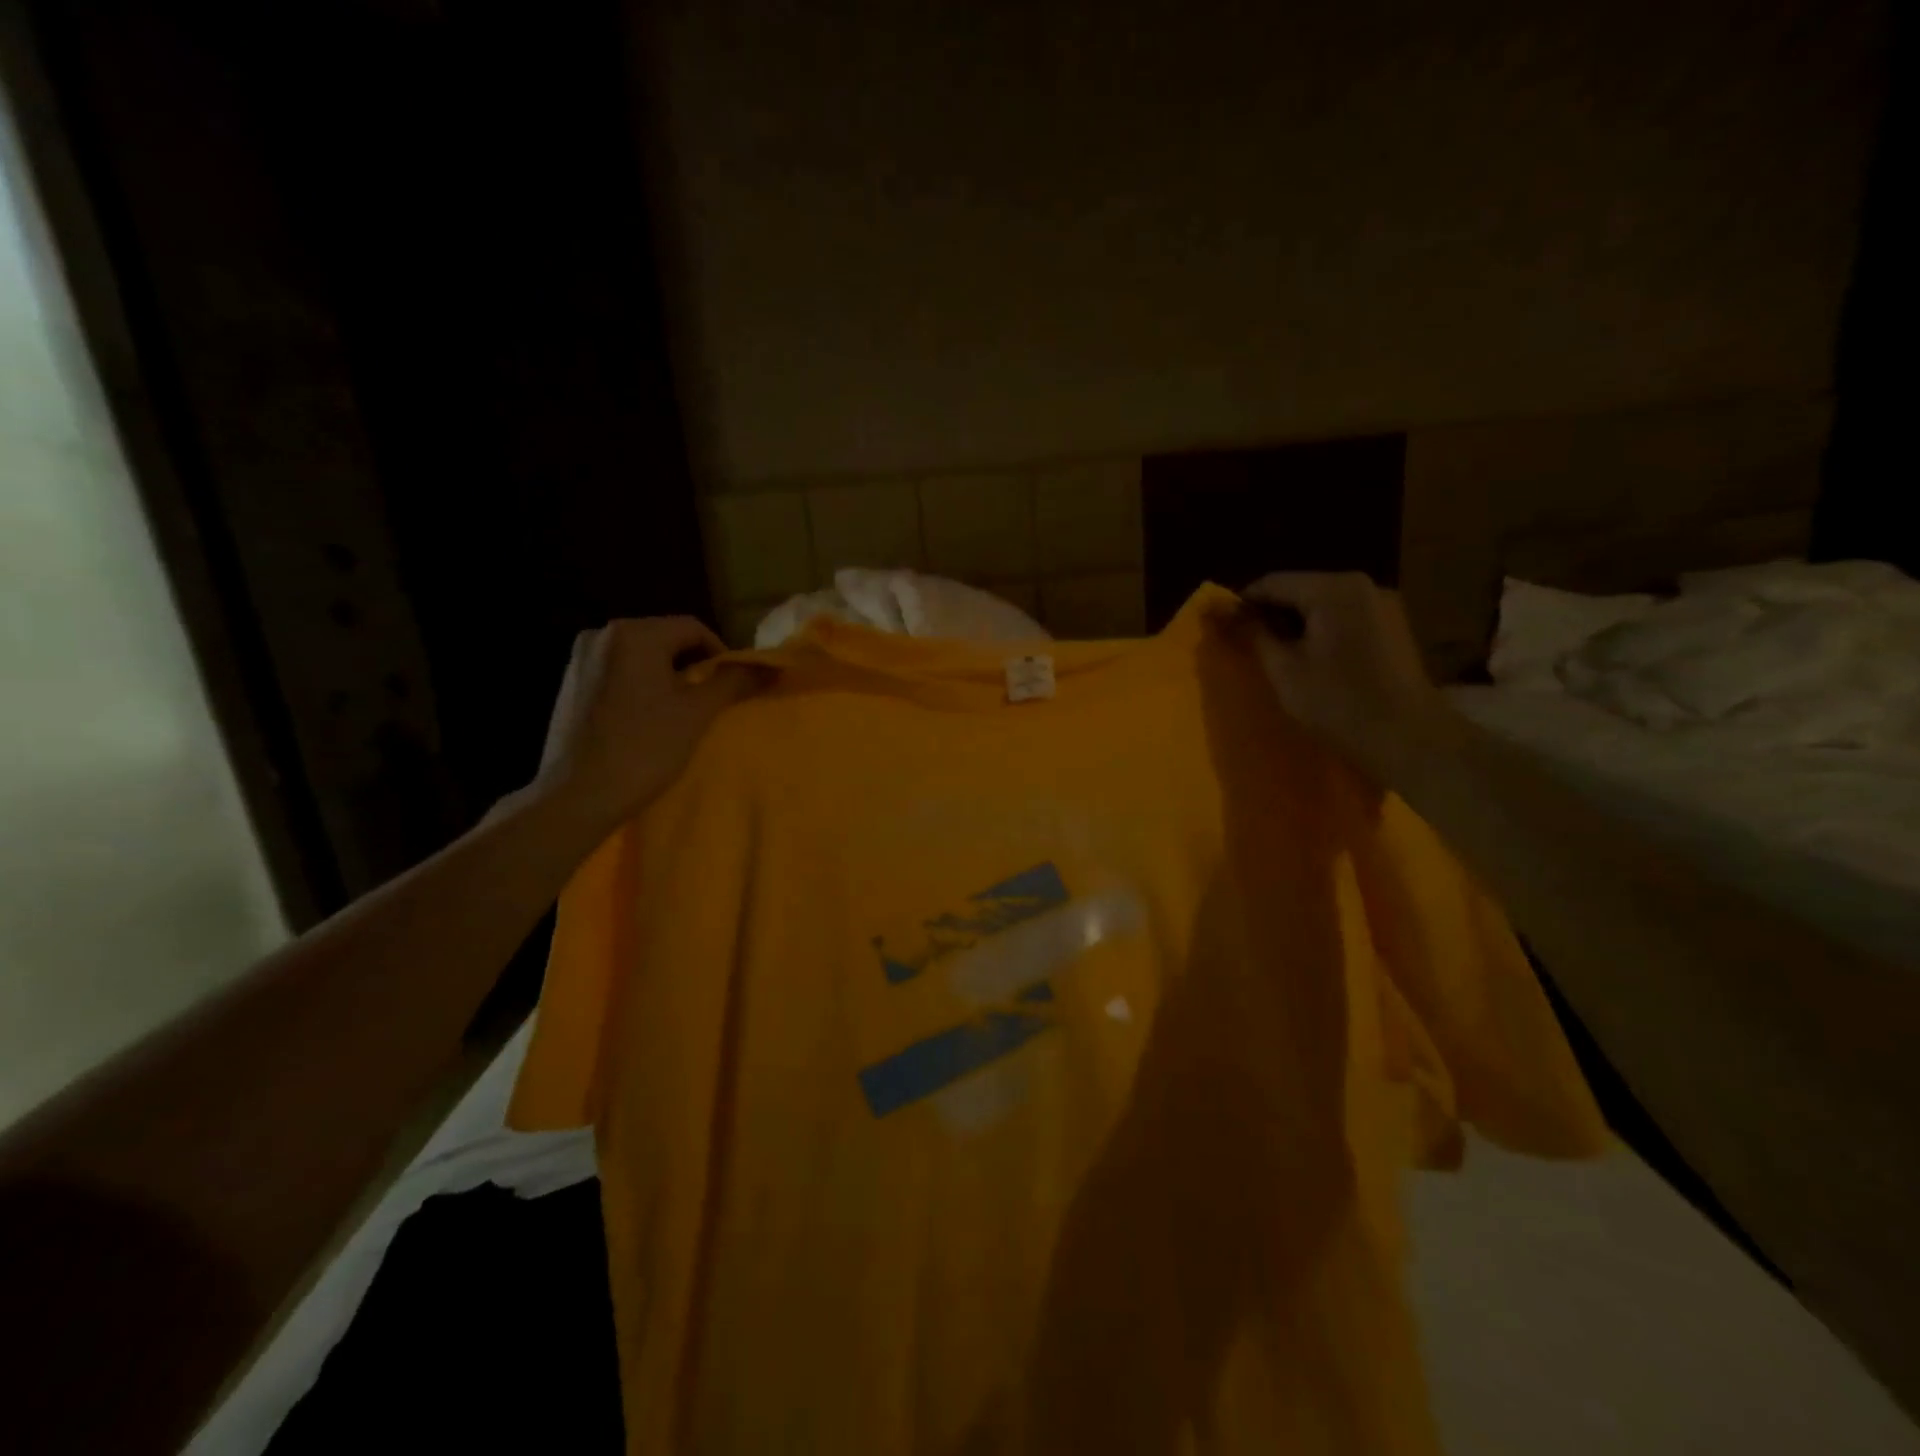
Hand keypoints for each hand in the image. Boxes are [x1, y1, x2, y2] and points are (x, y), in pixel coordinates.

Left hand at [531, 617, 769, 831]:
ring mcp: (580, 658)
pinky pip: (618, 673)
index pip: (693, 629)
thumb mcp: (697, 713)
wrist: (576, 796)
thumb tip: (770, 666)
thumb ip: (733, 681)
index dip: (721, 655)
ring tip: (680, 713)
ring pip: (641, 657)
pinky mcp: (569, 683)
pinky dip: (640, 687)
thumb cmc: (643, 749)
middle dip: (693, 666)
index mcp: (634, 634)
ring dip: (667, 678)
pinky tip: (646, 720)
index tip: (732, 687)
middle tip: (710, 702)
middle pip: (666, 640)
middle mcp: (602, 634)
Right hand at [1241, 572, 1461, 787]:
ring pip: (1321, 604)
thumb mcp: (1284, 670)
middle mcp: (1361, 585)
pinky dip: (1320, 631)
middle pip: (1299, 589)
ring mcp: (1382, 604)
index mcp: (1333, 589)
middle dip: (1270, 614)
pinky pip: (1343, 617)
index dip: (1242, 603)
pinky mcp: (1393, 626)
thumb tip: (1224, 612)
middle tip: (1245, 645)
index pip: (1272, 583)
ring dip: (1295, 624)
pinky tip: (1310, 660)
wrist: (1409, 739)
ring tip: (1275, 655)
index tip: (1221, 628)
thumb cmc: (1338, 703)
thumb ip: (1253, 634)